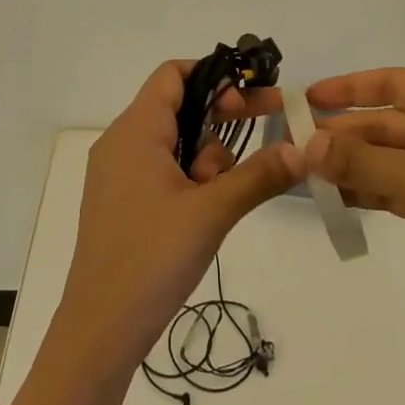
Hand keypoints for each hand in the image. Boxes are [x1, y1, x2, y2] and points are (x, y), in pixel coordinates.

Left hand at [52, 61, 303, 377]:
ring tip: (219, 195)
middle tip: (267, 130)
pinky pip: (160, 167)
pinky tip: (205, 209)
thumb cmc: (152, 259)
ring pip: (173, 140)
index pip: (173, 74)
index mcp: (135, 130)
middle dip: (222, 117)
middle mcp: (120, 142)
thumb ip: (260, 175)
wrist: (99, 331)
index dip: (216, 77)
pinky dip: (188, 176)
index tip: (251, 103)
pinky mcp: (118, 201)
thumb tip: (304, 148)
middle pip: (177, 105)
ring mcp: (115, 173)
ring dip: (206, 155)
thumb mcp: (213, 212)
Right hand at [303, 68, 404, 337]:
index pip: (393, 82)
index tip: (307, 99)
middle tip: (295, 148)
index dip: (349, 88)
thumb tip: (305, 144)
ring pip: (389, 158)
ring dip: (351, 166)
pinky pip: (397, 187)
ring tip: (305, 175)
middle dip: (344, 137)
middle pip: (386, 124)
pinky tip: (335, 198)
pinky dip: (369, 191)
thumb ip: (362, 160)